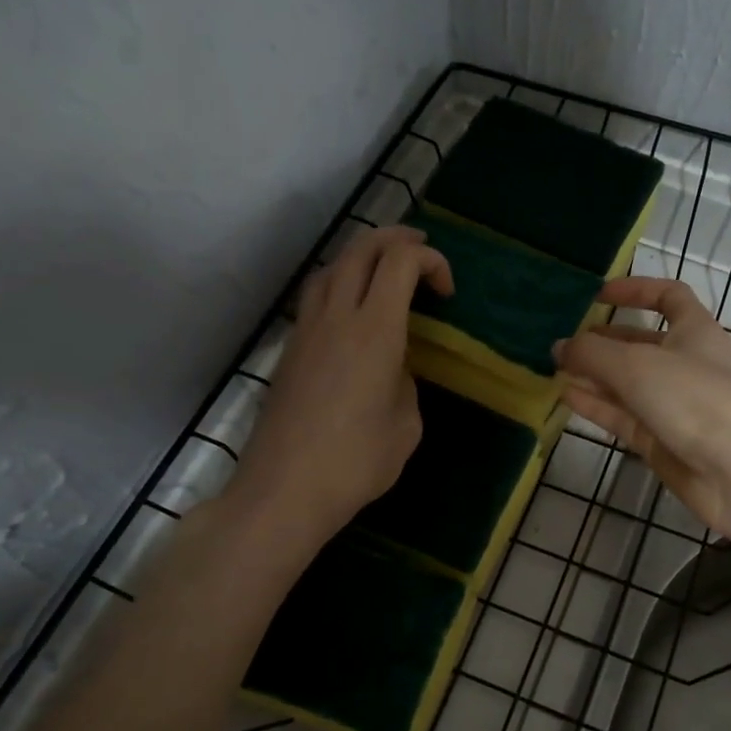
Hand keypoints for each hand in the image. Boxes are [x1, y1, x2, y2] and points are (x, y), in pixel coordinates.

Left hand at [228, 225, 453, 544]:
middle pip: (362, 249)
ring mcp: (306, 331)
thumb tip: (392, 372)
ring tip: (385, 270)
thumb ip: (405, 384)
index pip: (401, 262)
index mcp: (375, 330)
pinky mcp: (289, 350)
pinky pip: (315, 296)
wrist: (284, 491)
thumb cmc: (356, 462)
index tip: (447, 293)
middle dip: (397, 240)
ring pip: (332, 267)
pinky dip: (340, 283)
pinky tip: (352, 310)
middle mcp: (336, 317)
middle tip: (421, 251)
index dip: (431, 261)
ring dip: (363, 256)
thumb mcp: (406, 425)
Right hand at [553, 278, 730, 534]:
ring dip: (594, 373)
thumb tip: (559, 347)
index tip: (599, 295)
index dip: (636, 290)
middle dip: (604, 339)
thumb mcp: (637, 365)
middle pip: (640, 343)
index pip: (669, 297)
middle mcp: (685, 364)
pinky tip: (565, 396)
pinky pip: (622, 415)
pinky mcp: (660, 439)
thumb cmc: (695, 399)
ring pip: (627, 382)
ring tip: (554, 367)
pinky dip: (596, 404)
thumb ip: (592, 353)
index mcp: (695, 332)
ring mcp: (673, 404)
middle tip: (563, 339)